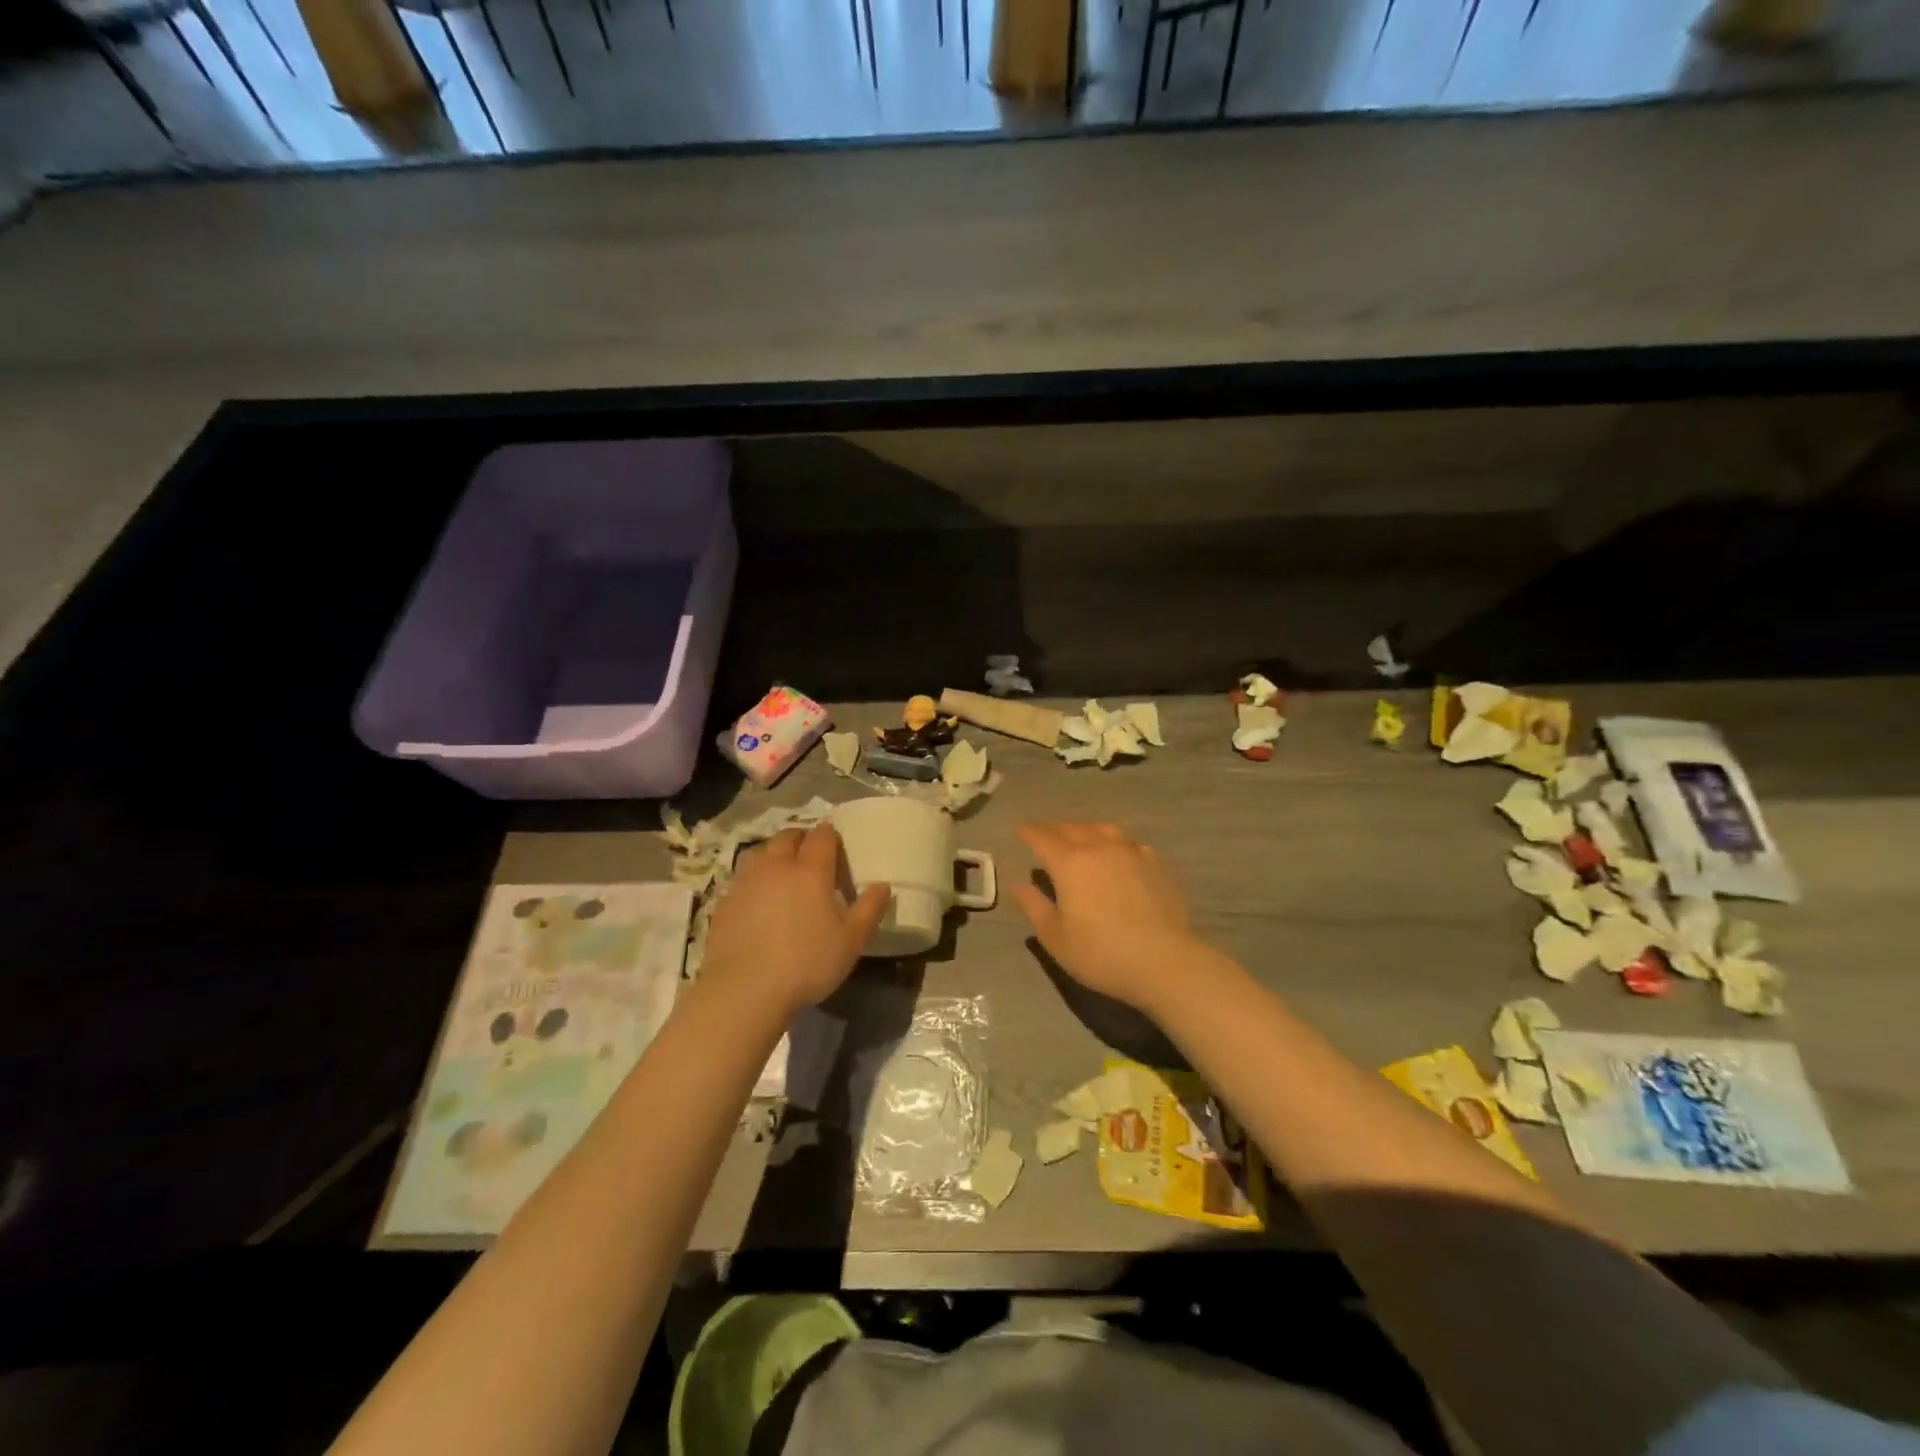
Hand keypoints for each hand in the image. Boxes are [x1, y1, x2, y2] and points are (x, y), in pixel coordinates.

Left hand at [699, 826, 889, 1015]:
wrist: (744, 990)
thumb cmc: (807, 963)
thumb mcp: (851, 941)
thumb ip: (870, 909)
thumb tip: (883, 885)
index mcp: (811, 870)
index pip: (822, 836)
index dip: (831, 835)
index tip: (837, 847)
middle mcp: (777, 866)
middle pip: (788, 836)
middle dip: (802, 839)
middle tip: (812, 858)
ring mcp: (746, 881)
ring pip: (761, 852)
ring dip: (775, 854)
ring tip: (784, 874)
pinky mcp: (725, 901)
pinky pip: (743, 877)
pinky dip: (755, 879)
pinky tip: (759, 901)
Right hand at [1012, 821, 1208, 1014]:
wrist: (1164, 962)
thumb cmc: (1101, 953)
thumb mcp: (1055, 937)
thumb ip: (1033, 906)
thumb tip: (1018, 883)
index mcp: (1070, 863)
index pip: (1042, 838)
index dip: (1029, 832)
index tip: (1020, 829)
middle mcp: (1099, 848)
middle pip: (1072, 828)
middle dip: (1054, 828)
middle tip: (1044, 833)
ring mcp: (1130, 852)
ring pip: (1102, 829)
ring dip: (1085, 829)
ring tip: (1079, 837)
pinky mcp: (1154, 864)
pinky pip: (1128, 843)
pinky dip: (1114, 843)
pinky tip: (1117, 854)